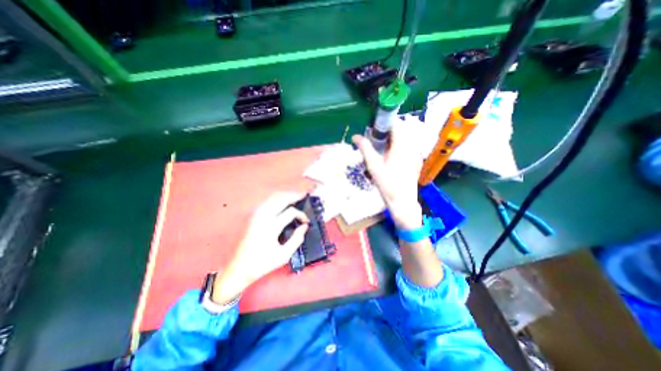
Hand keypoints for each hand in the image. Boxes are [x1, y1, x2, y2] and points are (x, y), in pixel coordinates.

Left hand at [214, 191, 313, 303]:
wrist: (239, 268)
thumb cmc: (263, 263)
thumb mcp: (284, 255)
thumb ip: (297, 239)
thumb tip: (304, 227)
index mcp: (271, 227)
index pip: (290, 212)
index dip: (301, 215)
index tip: (306, 222)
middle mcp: (263, 217)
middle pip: (280, 199)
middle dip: (294, 195)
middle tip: (304, 195)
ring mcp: (256, 216)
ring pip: (272, 198)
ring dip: (285, 195)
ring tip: (295, 196)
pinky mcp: (253, 217)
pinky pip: (267, 202)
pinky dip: (277, 198)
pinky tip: (282, 201)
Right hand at [354, 118, 425, 230]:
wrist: (403, 202)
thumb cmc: (387, 184)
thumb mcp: (373, 166)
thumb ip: (365, 149)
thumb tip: (355, 136)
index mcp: (401, 146)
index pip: (396, 124)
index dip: (385, 122)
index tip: (374, 127)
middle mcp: (411, 147)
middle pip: (401, 129)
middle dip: (388, 130)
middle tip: (375, 137)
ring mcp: (415, 154)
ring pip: (405, 138)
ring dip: (393, 137)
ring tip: (381, 146)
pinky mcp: (416, 160)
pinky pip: (408, 146)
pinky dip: (398, 145)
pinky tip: (390, 156)